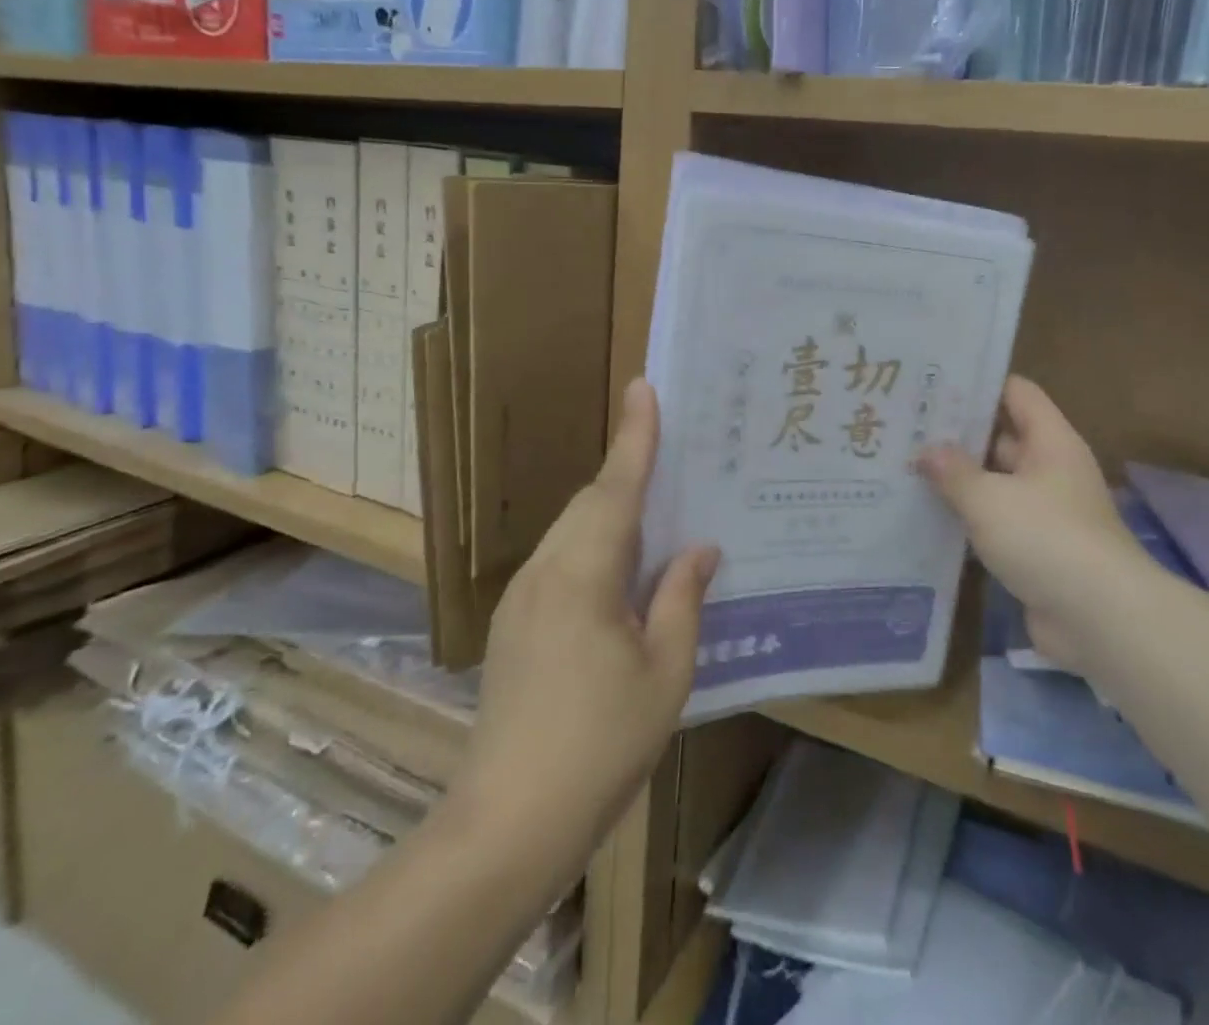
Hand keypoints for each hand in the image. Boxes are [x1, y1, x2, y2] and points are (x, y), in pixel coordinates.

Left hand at [465, 379, 719, 860]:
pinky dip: (595, 544)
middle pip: (591, 502)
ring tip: (656, 505)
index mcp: (583, 574)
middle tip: (670, 448)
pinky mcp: (515, 623)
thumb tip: (698, 549)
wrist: (509, 820)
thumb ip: (682, 599)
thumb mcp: (665, 672)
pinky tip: (622, 568)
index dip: (635, 437)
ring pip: (573, 530)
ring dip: (612, 509)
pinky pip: (561, 559)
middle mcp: (545, 571)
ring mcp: (522, 597)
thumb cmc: (600, 744)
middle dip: (628, 470)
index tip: (644, 387)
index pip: (616, 488)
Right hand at [918, 377, 1144, 671]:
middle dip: (957, 434)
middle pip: (1001, 437)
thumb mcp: (989, 498)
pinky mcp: (1035, 549)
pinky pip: (995, 522)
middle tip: (906, 427)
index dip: (978, 384)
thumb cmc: (1046, 538)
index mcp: (1050, 442)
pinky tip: (926, 515)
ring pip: (994, 483)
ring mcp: (1044, 511)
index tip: (933, 384)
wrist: (1099, 618)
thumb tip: (926, 451)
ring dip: (958, 480)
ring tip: (905, 468)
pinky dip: (967, 518)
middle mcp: (1050, 469)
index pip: (1016, 392)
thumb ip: (953, 471)